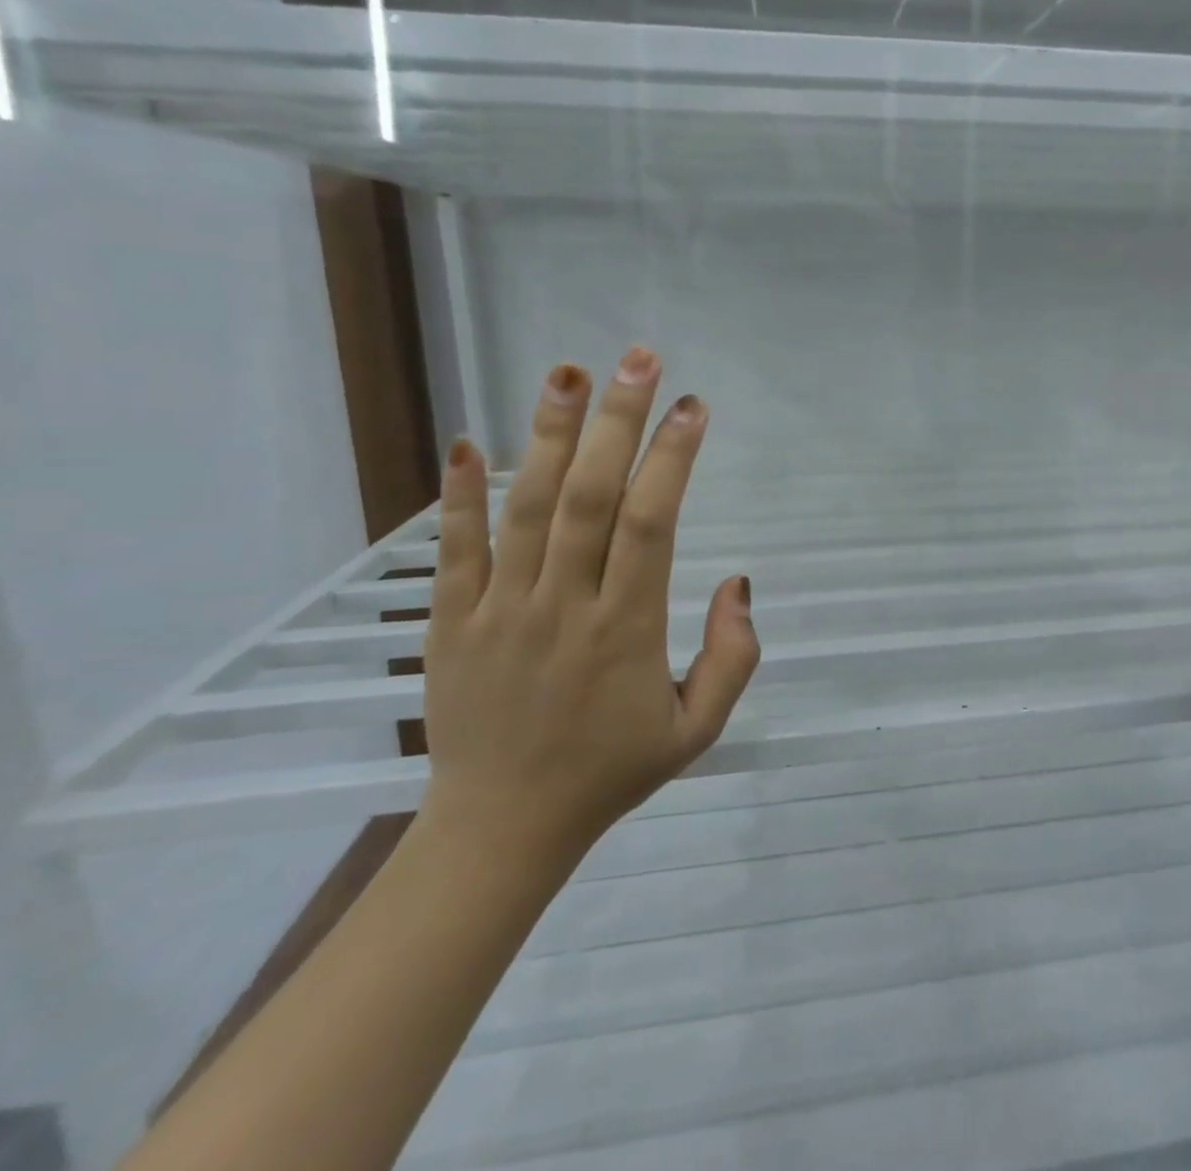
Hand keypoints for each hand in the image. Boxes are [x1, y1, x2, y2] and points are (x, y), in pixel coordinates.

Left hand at [419, 349, 759, 865]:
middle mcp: (563, 607)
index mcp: (626, 631)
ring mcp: (500, 611)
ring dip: (546, 435)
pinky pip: (455, 551)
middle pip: (588, 497)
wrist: (502, 830)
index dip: (673, 458)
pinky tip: (465, 441)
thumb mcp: (699, 729)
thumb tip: (738, 581)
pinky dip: (458, 495)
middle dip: (617, 422)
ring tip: (566, 372)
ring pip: (525, 508)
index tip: (695, 406)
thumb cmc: (611, 772)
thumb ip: (734, 656)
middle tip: (638, 360)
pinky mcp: (451, 622)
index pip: (651, 523)